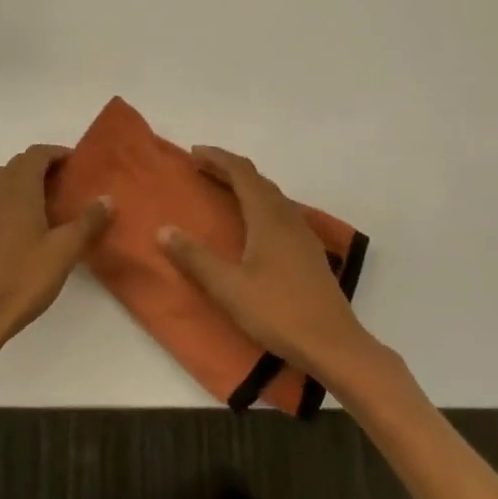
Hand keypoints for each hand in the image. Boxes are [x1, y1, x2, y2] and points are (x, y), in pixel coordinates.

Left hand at [0, 144, 112, 371]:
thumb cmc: (21, 280)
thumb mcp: (63, 252)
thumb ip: (87, 222)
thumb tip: (107, 198)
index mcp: (18, 190)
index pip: (36, 154)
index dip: (58, 154)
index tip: (78, 165)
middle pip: (19, 164)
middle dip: (43, 167)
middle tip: (68, 185)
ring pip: (3, 182)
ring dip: (25, 183)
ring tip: (50, 205)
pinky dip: (11, 201)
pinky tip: (26, 229)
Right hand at [157, 146, 376, 381]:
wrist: (333, 345)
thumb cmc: (278, 312)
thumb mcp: (228, 288)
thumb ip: (194, 258)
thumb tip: (163, 230)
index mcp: (268, 218)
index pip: (242, 172)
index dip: (218, 158)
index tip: (194, 153)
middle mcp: (288, 218)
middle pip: (258, 180)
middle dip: (229, 169)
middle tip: (202, 169)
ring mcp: (303, 235)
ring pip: (273, 196)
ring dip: (247, 186)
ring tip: (223, 191)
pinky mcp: (310, 253)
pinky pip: (281, 212)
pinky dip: (260, 204)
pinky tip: (254, 225)